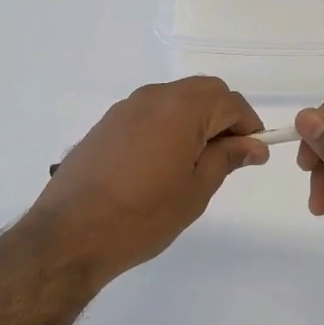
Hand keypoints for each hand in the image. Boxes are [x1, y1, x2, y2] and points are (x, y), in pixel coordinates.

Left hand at [28, 77, 268, 280]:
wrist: (69, 234)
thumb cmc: (142, 216)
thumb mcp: (195, 191)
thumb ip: (226, 159)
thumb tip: (254, 145)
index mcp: (182, 109)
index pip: (231, 102)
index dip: (249, 125)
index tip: (254, 154)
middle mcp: (154, 97)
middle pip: (204, 91)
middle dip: (224, 116)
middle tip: (229, 155)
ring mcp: (127, 108)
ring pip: (176, 98)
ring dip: (196, 118)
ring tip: (196, 161)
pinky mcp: (108, 123)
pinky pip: (151, 111)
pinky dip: (169, 124)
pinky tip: (163, 161)